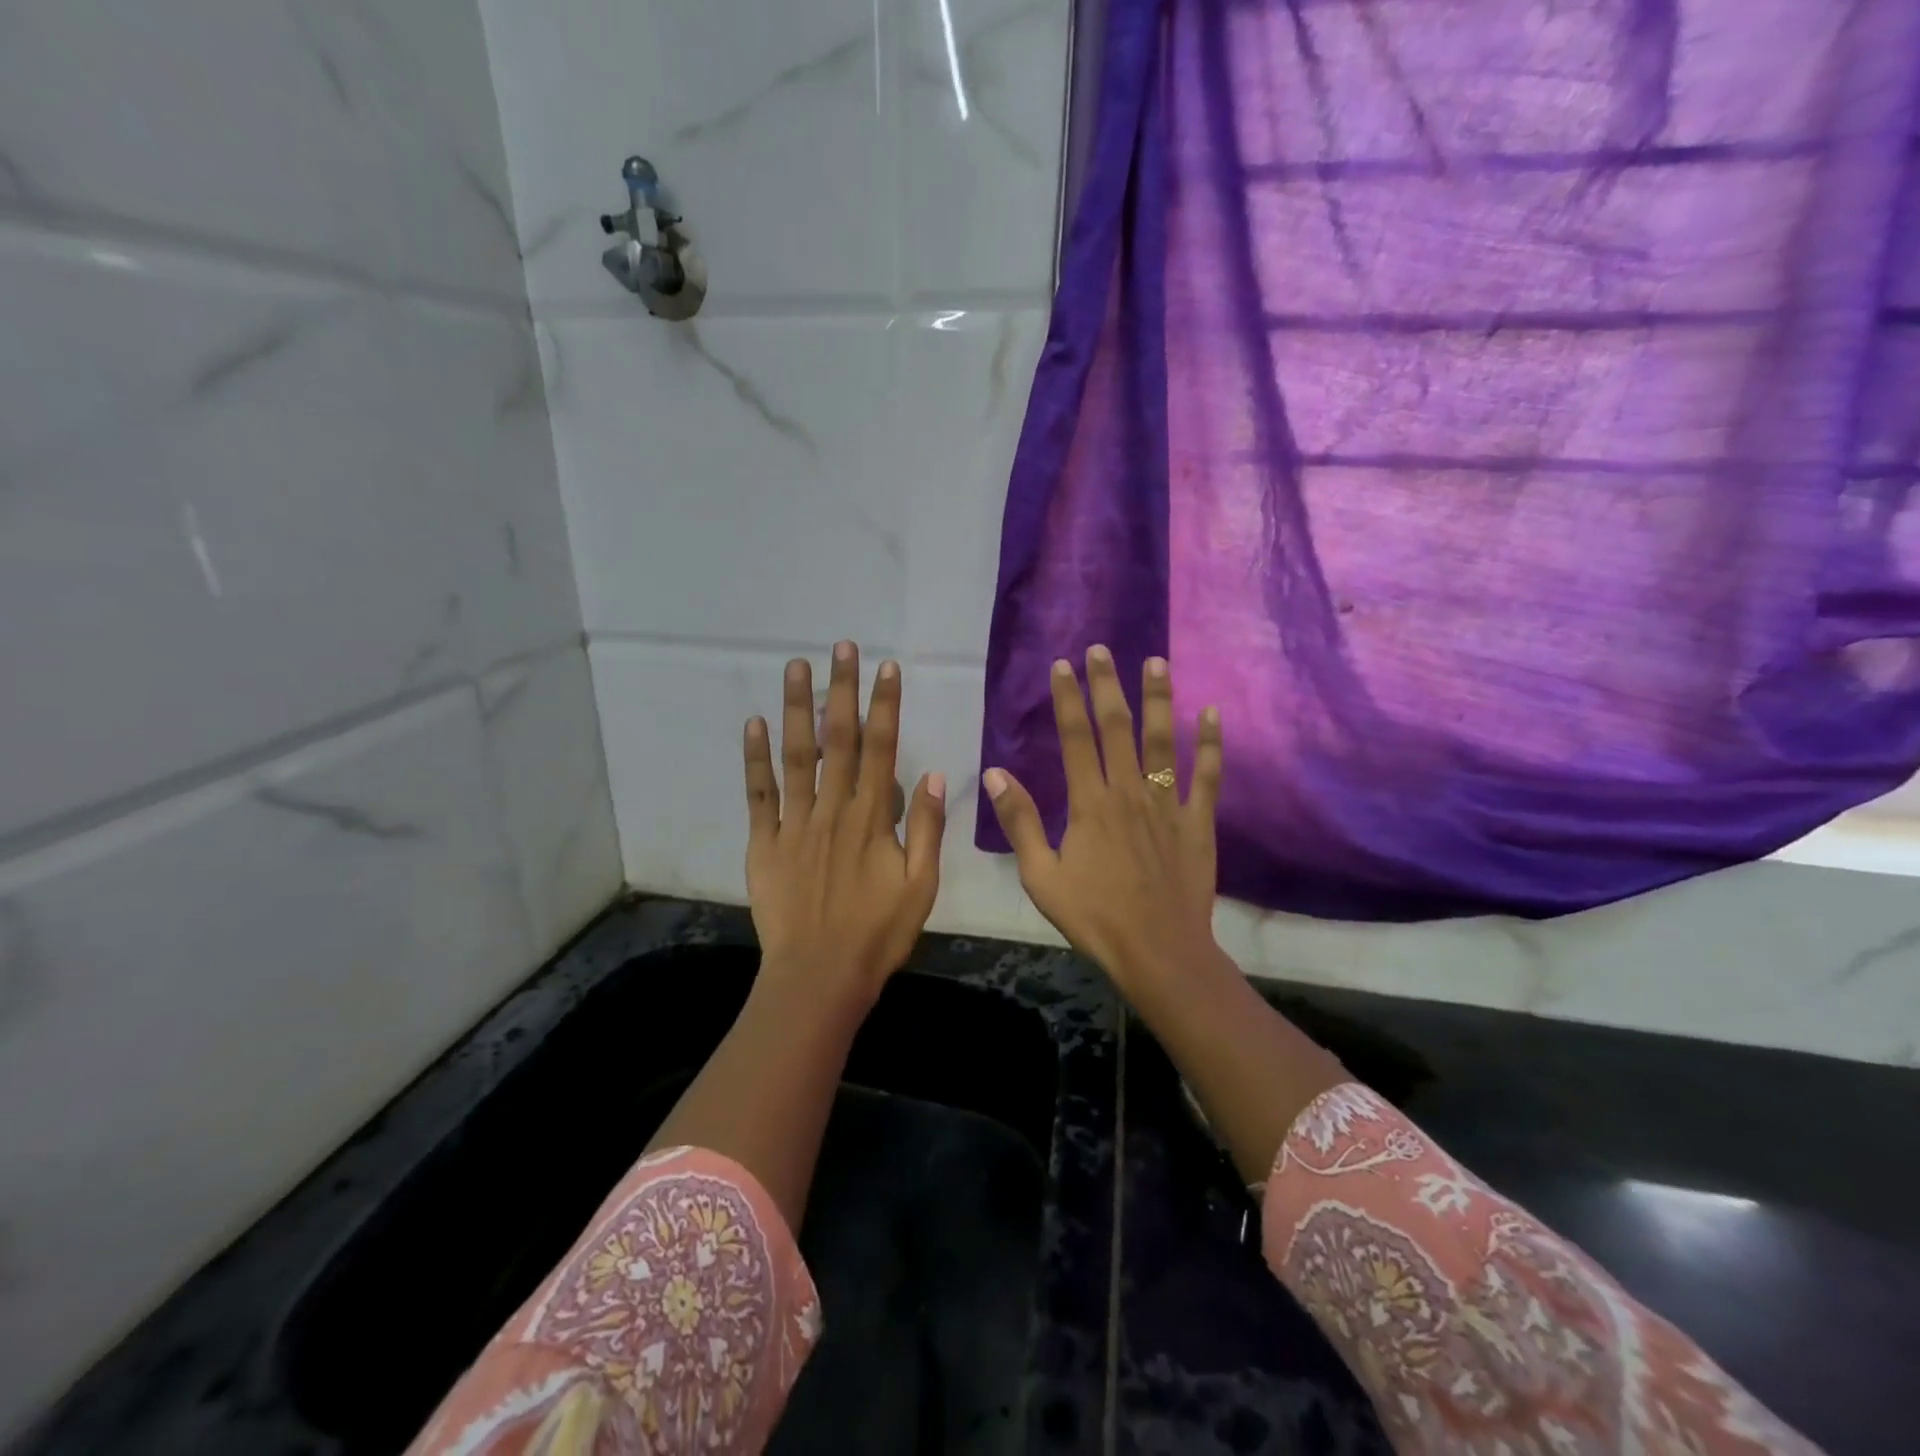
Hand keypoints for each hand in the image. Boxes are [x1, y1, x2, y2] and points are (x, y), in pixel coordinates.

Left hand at [743, 641, 946, 1004]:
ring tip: (796, 667)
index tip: (886, 668)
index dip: (884, 706)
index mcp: (871, 819)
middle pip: (838, 741)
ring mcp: (794, 824)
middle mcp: (832, 810)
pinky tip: (755, 724)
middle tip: (841, 648)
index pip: (882, 749)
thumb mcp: (921, 887)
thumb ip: (925, 828)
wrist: (819, 978)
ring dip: (797, 709)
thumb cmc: (877, 934)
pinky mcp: (764, 843)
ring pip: (796, 756)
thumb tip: (932, 774)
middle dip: (841, 690)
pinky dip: (755, 758)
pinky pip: (758, 795)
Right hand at [982, 646, 1223, 1005]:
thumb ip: (1020, 822)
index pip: (1075, 738)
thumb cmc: (1094, 916)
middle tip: (1103, 649)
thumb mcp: (1041, 876)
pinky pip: (1206, 777)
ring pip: (1162, 742)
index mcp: (1089, 804)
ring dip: (1158, 699)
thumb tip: (996, 773)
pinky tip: (1213, 714)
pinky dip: (1210, 744)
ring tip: (1157, 662)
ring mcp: (1167, 805)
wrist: (1158, 951)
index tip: (1063, 666)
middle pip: (1117, 728)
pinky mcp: (1197, 822)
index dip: (1068, 700)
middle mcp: (1128, 793)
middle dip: (1108, 685)